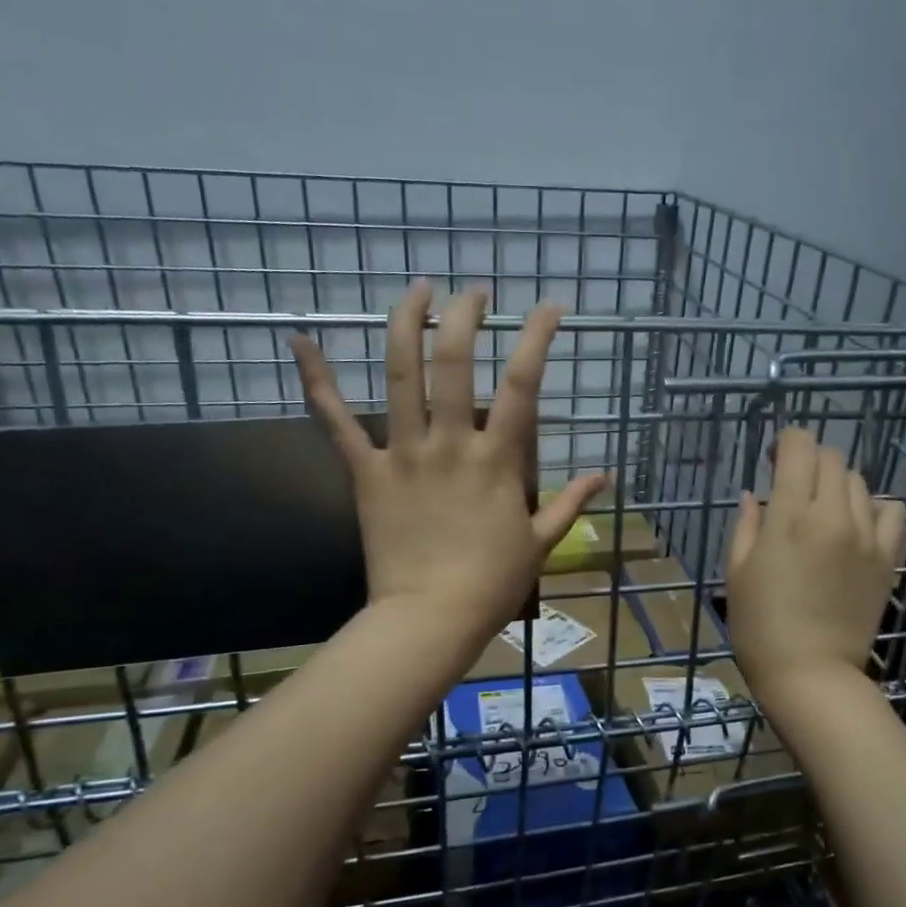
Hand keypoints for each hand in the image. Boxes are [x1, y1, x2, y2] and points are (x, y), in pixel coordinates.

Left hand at [289, 281, 604, 641]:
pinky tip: (300, 339)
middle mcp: (450, 443)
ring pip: (401, 376)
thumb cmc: (492, 583)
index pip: (521, 385)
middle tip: (474, 292)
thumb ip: (571, 503)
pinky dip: (317, 380)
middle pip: (455, 363)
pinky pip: (336, 422)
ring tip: (418, 289)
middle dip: (465, 316)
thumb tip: (605, 476)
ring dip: (407, 324)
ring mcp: (404, 454)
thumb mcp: (541, 543)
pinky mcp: (367, 473)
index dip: (536, 338)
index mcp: (497, 460)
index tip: (548, 306)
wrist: (430, 618)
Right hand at [726, 428, 905, 691]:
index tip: (773, 458)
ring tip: (823, 510)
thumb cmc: (759, 625)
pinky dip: (875, 508)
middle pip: (831, 459)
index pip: (799, 448)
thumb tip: (753, 495)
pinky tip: (858, 526)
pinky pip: (893, 512)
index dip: (786, 442)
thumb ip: (746, 525)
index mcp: (789, 516)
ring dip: (837, 485)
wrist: (810, 673)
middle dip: (809, 461)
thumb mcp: (736, 571)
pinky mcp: (888, 558)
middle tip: (793, 484)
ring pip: (860, 482)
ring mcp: (866, 536)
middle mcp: (832, 516)